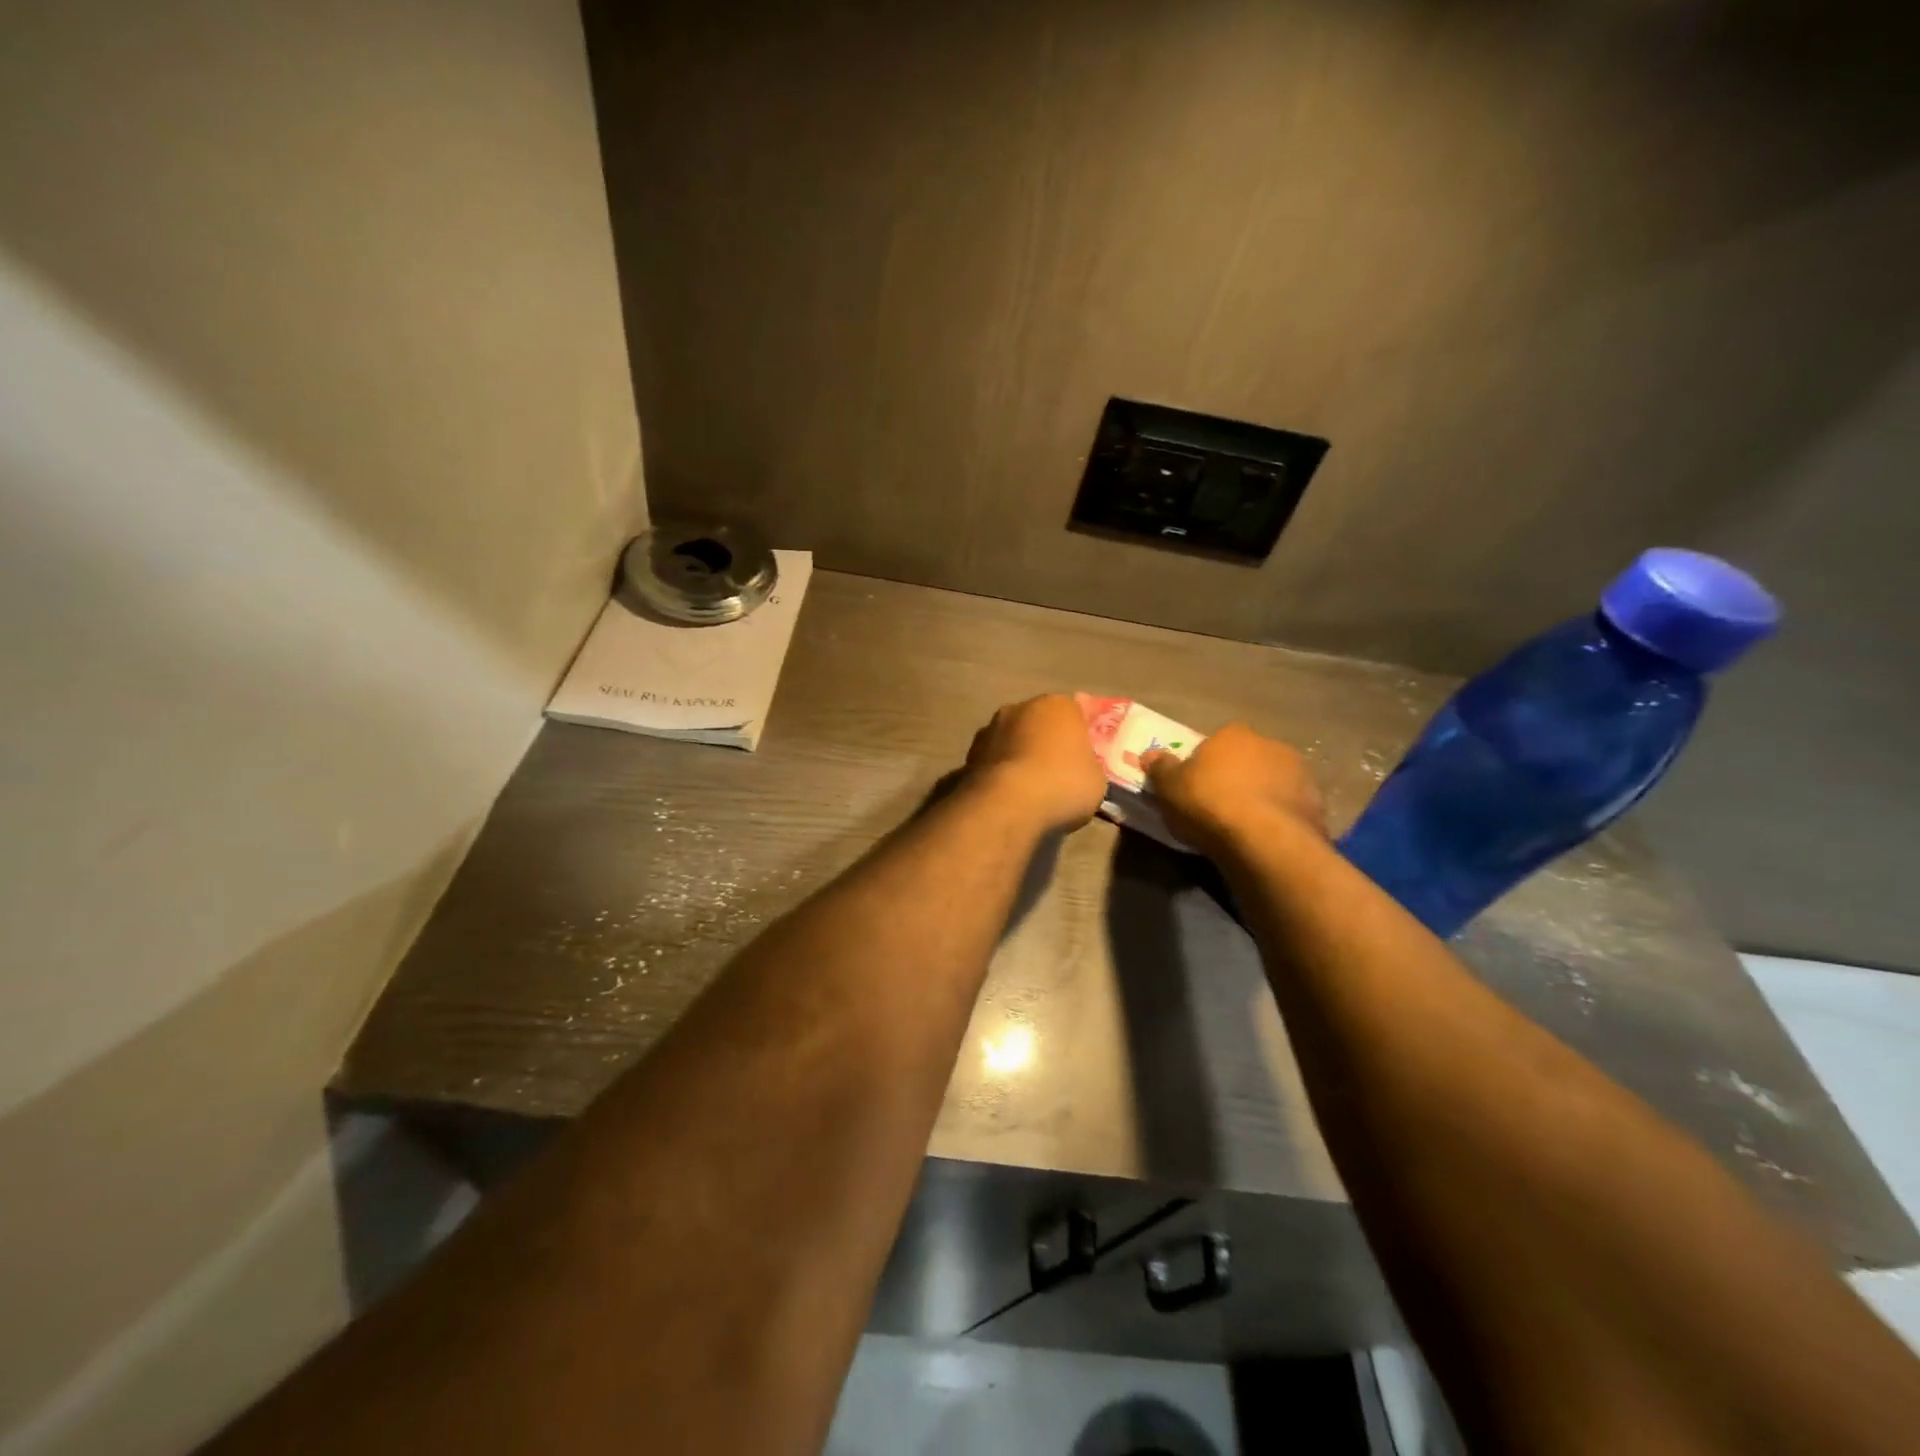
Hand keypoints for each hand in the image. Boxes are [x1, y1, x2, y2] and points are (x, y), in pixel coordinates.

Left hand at [965, 695, 1108, 833]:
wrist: (1008, 803)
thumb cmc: (1063, 783)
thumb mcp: (1095, 779)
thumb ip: (1087, 766)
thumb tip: (1078, 771)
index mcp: (1058, 705)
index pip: (1073, 713)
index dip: (1077, 737)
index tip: (1081, 759)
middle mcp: (1020, 707)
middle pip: (1038, 723)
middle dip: (1044, 743)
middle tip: (1055, 773)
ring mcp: (990, 729)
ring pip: (1011, 740)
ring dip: (1018, 757)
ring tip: (1028, 790)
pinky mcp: (968, 754)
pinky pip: (992, 762)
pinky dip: (999, 774)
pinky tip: (1007, 797)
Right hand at [1142, 722, 1326, 853]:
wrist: (1264, 840)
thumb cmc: (1208, 804)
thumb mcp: (1169, 787)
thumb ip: (1160, 768)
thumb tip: (1151, 754)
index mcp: (1233, 734)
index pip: (1216, 743)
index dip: (1205, 764)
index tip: (1196, 787)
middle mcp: (1270, 745)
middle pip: (1247, 759)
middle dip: (1237, 777)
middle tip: (1219, 807)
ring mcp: (1299, 773)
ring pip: (1272, 782)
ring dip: (1262, 796)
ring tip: (1245, 827)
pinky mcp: (1316, 803)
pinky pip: (1290, 808)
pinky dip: (1280, 818)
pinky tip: (1266, 838)